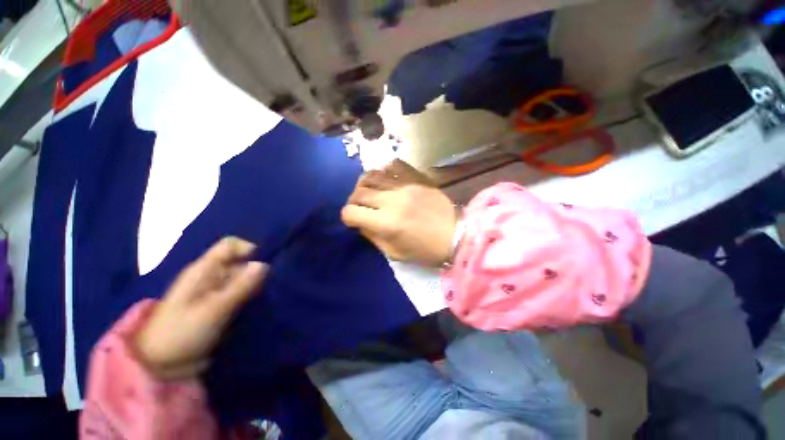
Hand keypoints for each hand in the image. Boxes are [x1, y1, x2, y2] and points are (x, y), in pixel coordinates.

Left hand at [135, 237, 267, 379]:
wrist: (160, 365)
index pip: (230, 245)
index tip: (263, 266)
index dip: (249, 249)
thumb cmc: (181, 333)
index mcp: (203, 270)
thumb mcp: (213, 310)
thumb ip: (240, 287)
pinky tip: (257, 304)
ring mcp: (215, 290)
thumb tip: (265, 264)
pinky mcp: (219, 304)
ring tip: (264, 297)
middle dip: (256, 270)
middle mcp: (211, 275)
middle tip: (266, 287)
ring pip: (242, 277)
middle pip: (240, 261)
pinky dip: (250, 294)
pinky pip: (241, 291)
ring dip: (255, 284)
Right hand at [342, 160, 457, 266]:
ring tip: (369, 192)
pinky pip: (394, 165)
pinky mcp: (417, 178)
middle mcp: (393, 200)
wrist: (457, 235)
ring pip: (373, 175)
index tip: (353, 220)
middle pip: (359, 192)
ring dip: (365, 184)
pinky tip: (386, 180)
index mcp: (387, 223)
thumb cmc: (426, 250)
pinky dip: (384, 171)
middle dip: (353, 201)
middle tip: (359, 207)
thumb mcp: (395, 253)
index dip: (348, 217)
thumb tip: (361, 223)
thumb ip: (373, 237)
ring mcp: (406, 185)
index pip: (351, 212)